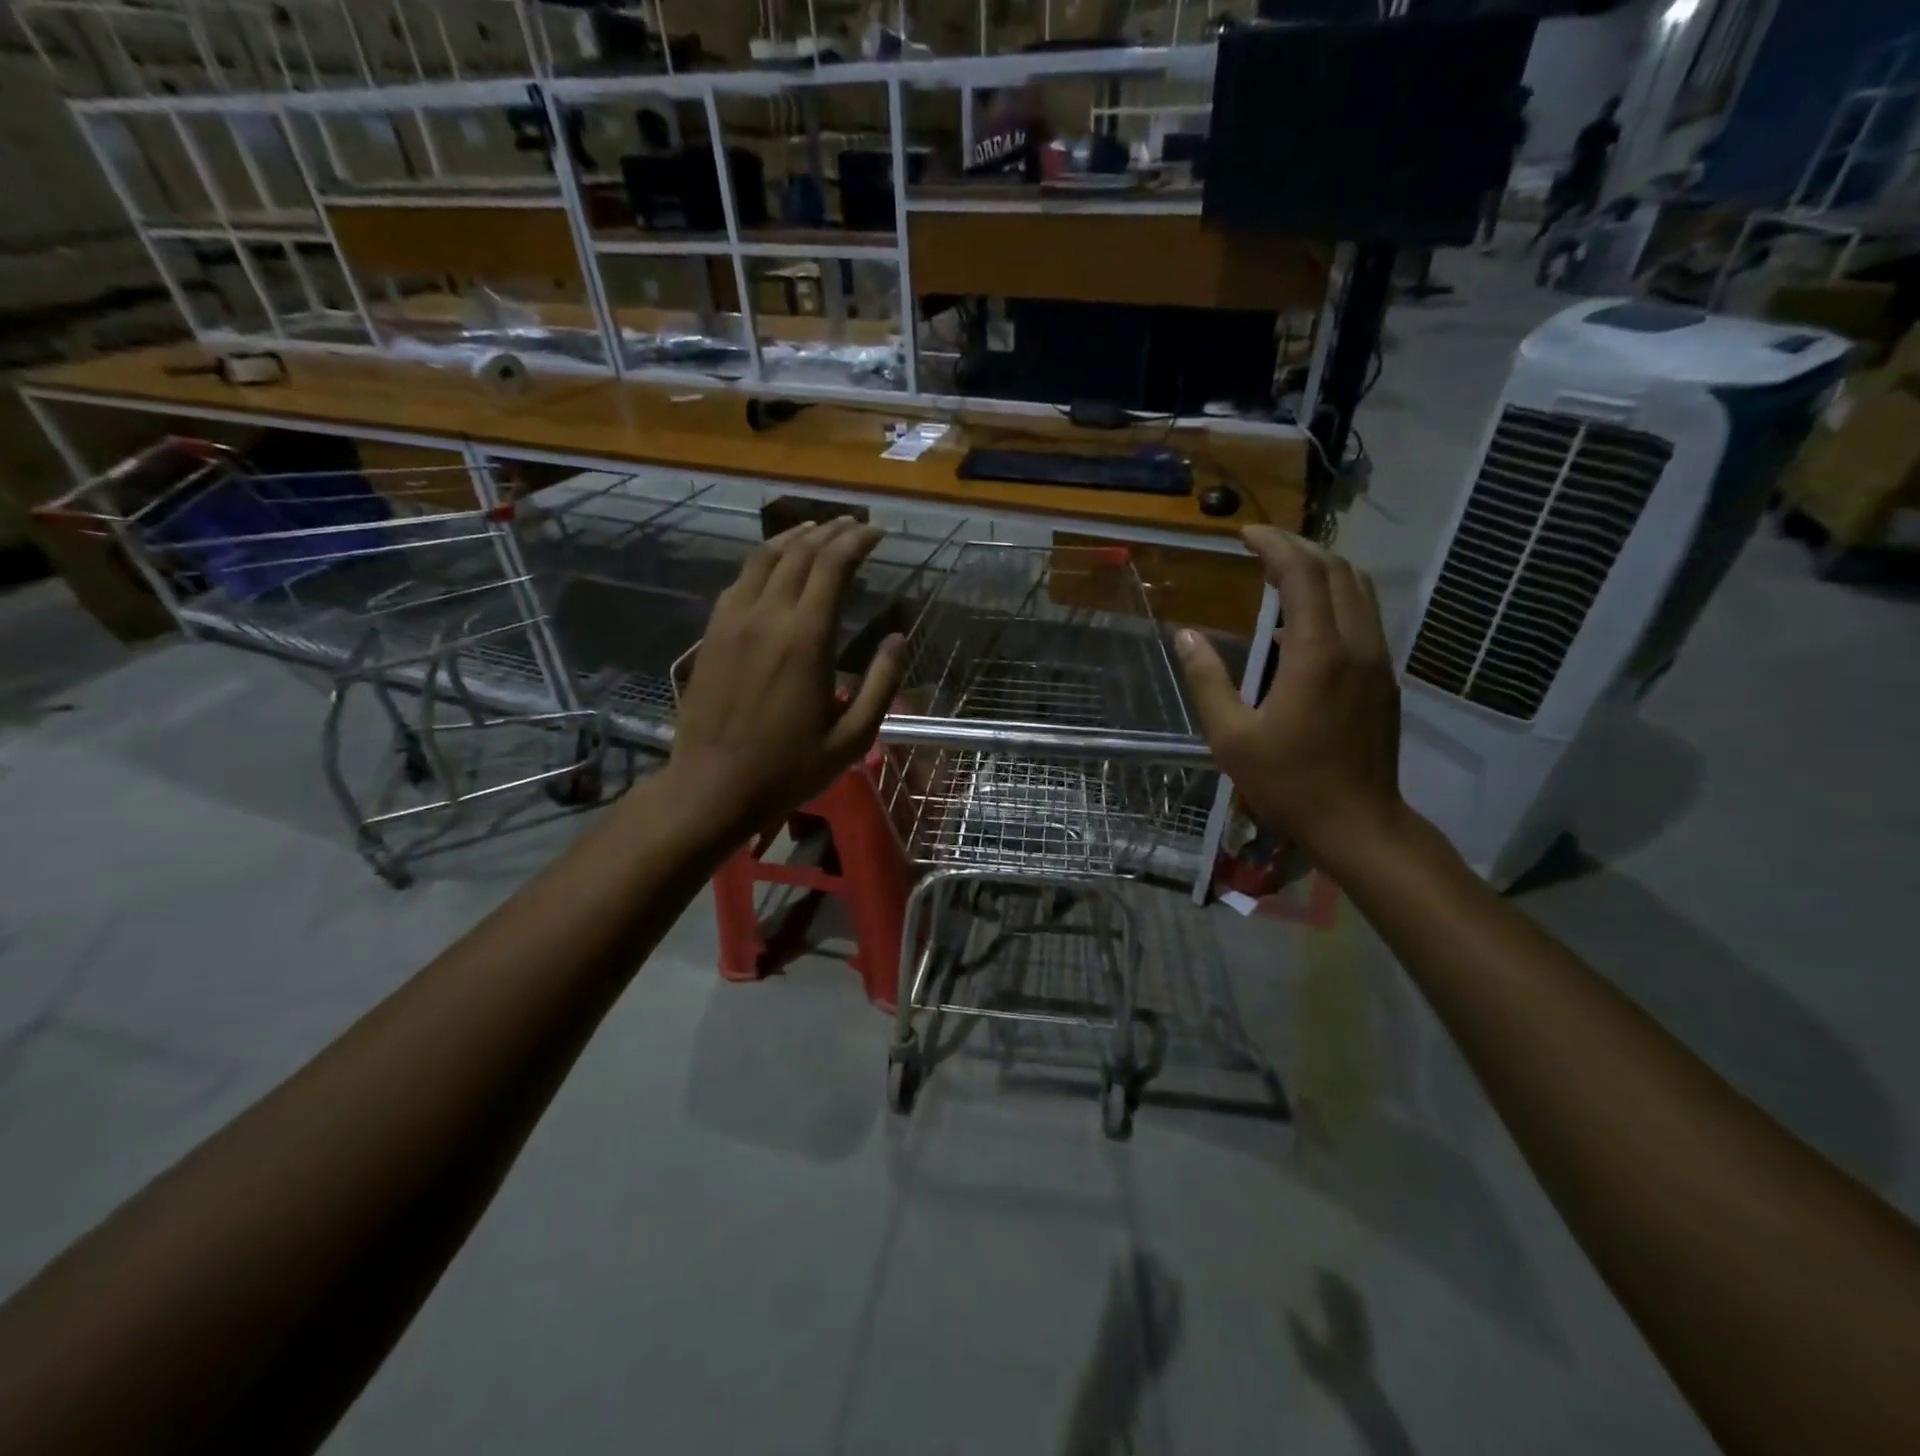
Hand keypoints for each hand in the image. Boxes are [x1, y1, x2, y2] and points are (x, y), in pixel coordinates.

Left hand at [666, 518, 904, 842]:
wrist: (712, 786)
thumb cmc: (788, 768)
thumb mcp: (851, 739)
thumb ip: (880, 685)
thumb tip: (899, 639)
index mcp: (806, 640)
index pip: (832, 566)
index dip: (857, 541)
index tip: (877, 533)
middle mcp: (767, 617)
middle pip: (799, 552)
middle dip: (830, 531)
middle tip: (853, 526)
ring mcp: (733, 621)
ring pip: (763, 558)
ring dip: (794, 538)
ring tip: (816, 530)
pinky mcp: (712, 633)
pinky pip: (739, 581)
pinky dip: (763, 561)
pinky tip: (774, 566)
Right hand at [1174, 526, 1403, 866]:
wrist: (1358, 823)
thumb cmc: (1288, 782)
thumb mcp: (1231, 736)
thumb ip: (1207, 680)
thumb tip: (1185, 637)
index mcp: (1317, 654)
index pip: (1303, 575)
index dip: (1274, 546)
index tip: (1245, 534)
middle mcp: (1356, 645)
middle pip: (1338, 570)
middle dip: (1300, 548)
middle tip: (1261, 547)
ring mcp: (1377, 660)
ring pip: (1360, 590)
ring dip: (1323, 569)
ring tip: (1283, 571)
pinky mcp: (1384, 678)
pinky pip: (1364, 617)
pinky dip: (1336, 598)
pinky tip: (1304, 621)